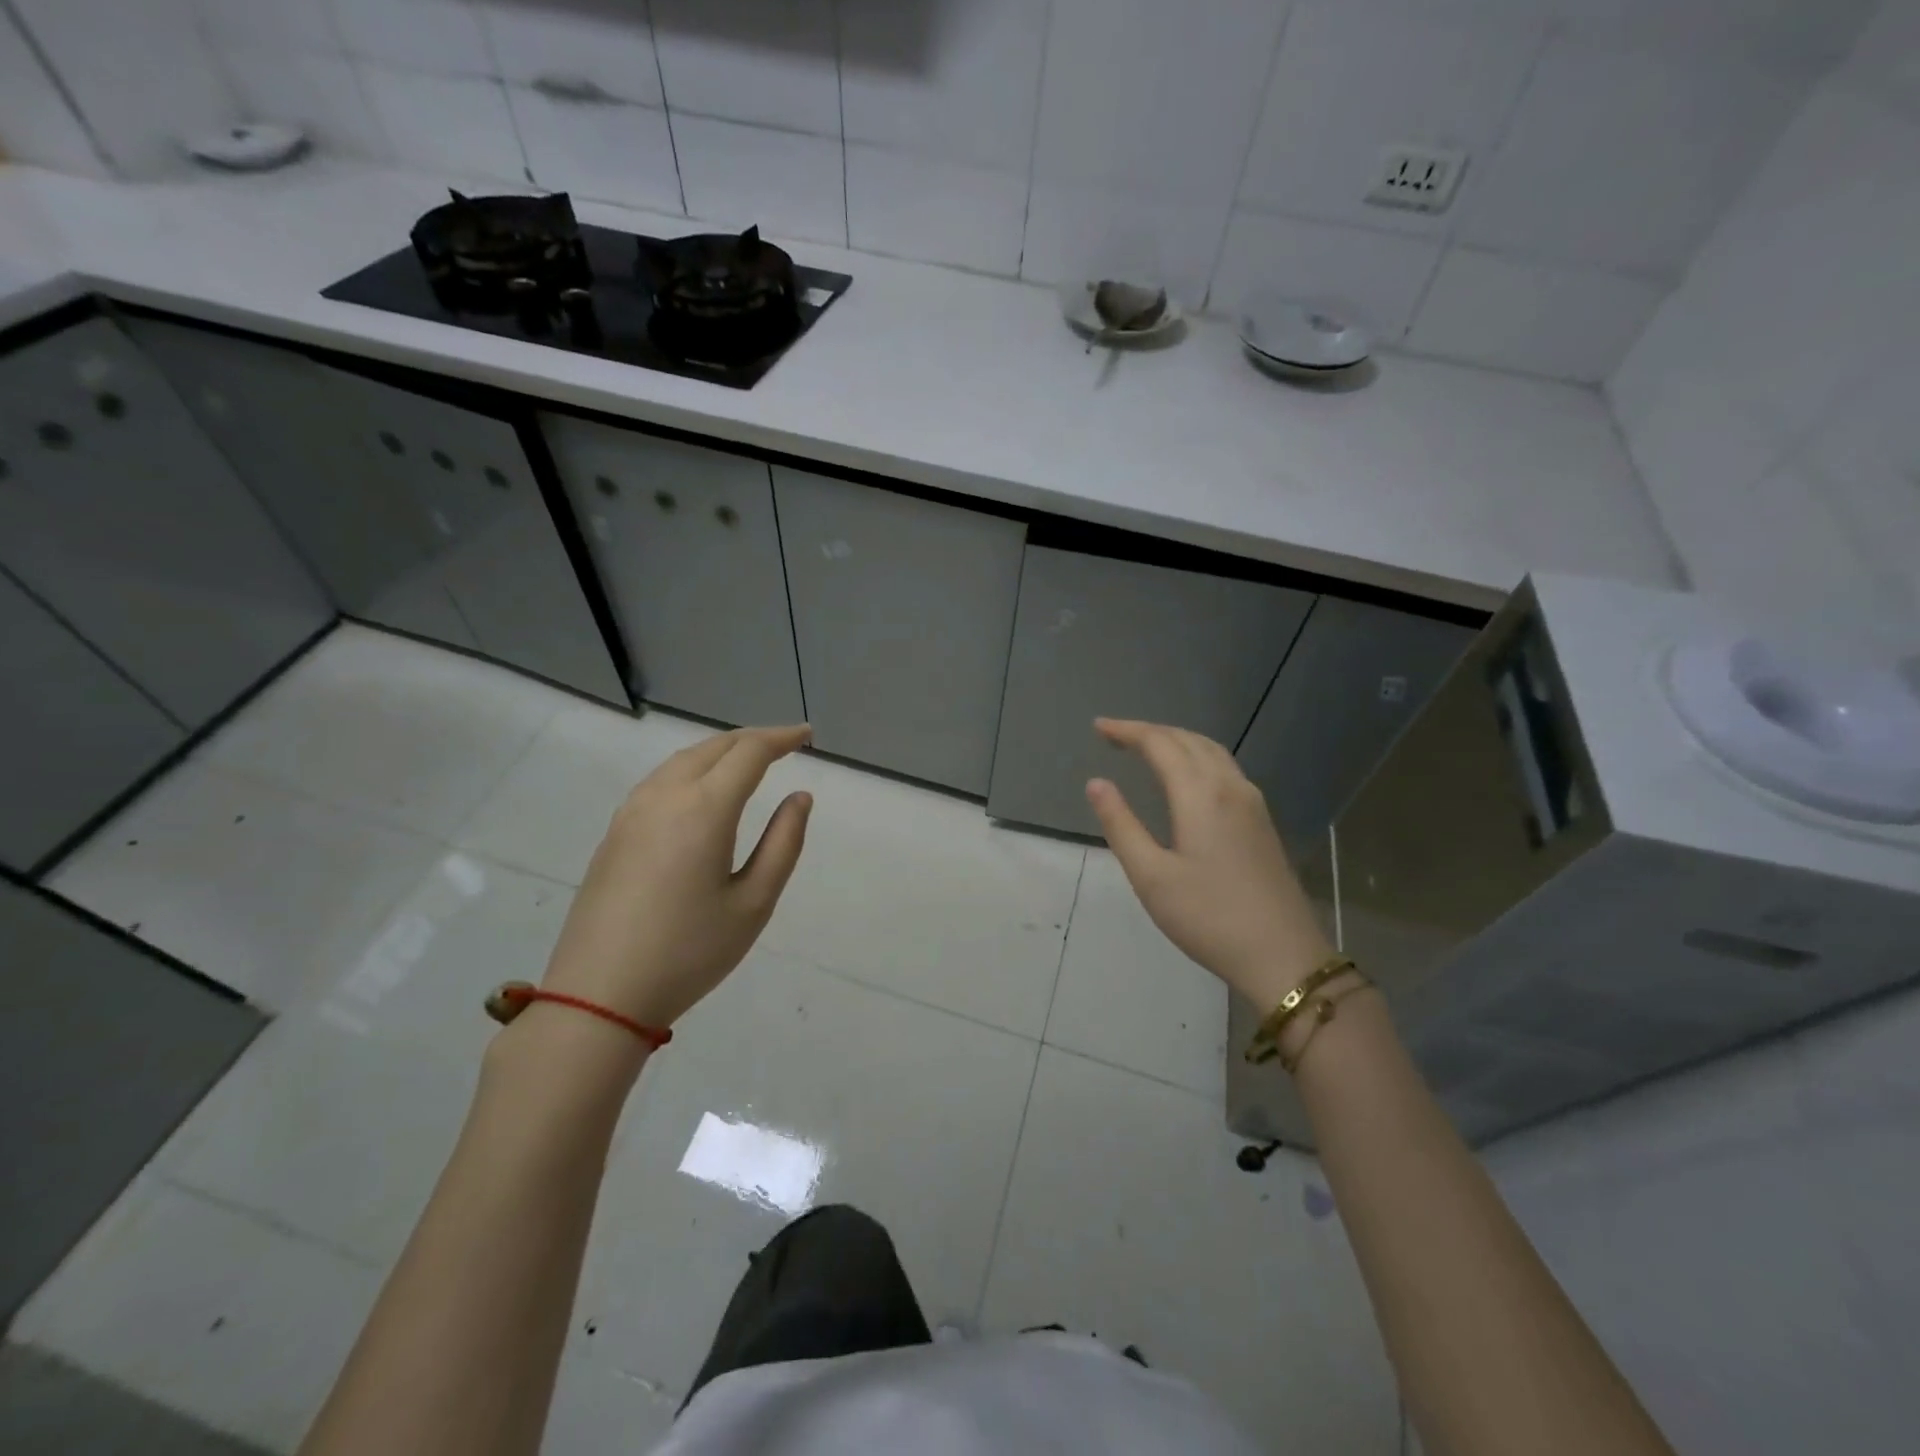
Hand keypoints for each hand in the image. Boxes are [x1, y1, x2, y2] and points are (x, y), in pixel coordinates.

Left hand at [539, 725, 812, 1029]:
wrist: (598, 994)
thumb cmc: (689, 952)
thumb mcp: (753, 903)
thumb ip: (783, 843)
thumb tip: (799, 797)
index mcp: (704, 808)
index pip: (749, 752)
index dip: (781, 738)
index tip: (807, 735)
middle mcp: (665, 796)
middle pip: (714, 747)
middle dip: (753, 739)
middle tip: (785, 744)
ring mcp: (632, 811)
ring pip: (683, 760)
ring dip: (720, 751)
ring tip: (748, 761)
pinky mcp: (615, 832)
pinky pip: (661, 779)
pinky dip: (693, 768)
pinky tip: (702, 789)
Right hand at [1085, 718, 1332, 1012]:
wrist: (1282, 955)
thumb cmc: (1208, 917)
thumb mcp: (1151, 876)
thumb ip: (1121, 825)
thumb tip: (1097, 783)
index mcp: (1200, 794)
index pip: (1160, 744)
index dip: (1127, 731)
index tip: (1098, 727)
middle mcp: (1230, 786)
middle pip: (1188, 740)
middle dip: (1150, 732)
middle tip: (1115, 735)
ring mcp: (1252, 803)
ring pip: (1212, 751)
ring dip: (1176, 740)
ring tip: (1147, 747)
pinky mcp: (1262, 821)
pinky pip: (1226, 768)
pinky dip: (1198, 756)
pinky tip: (1188, 776)